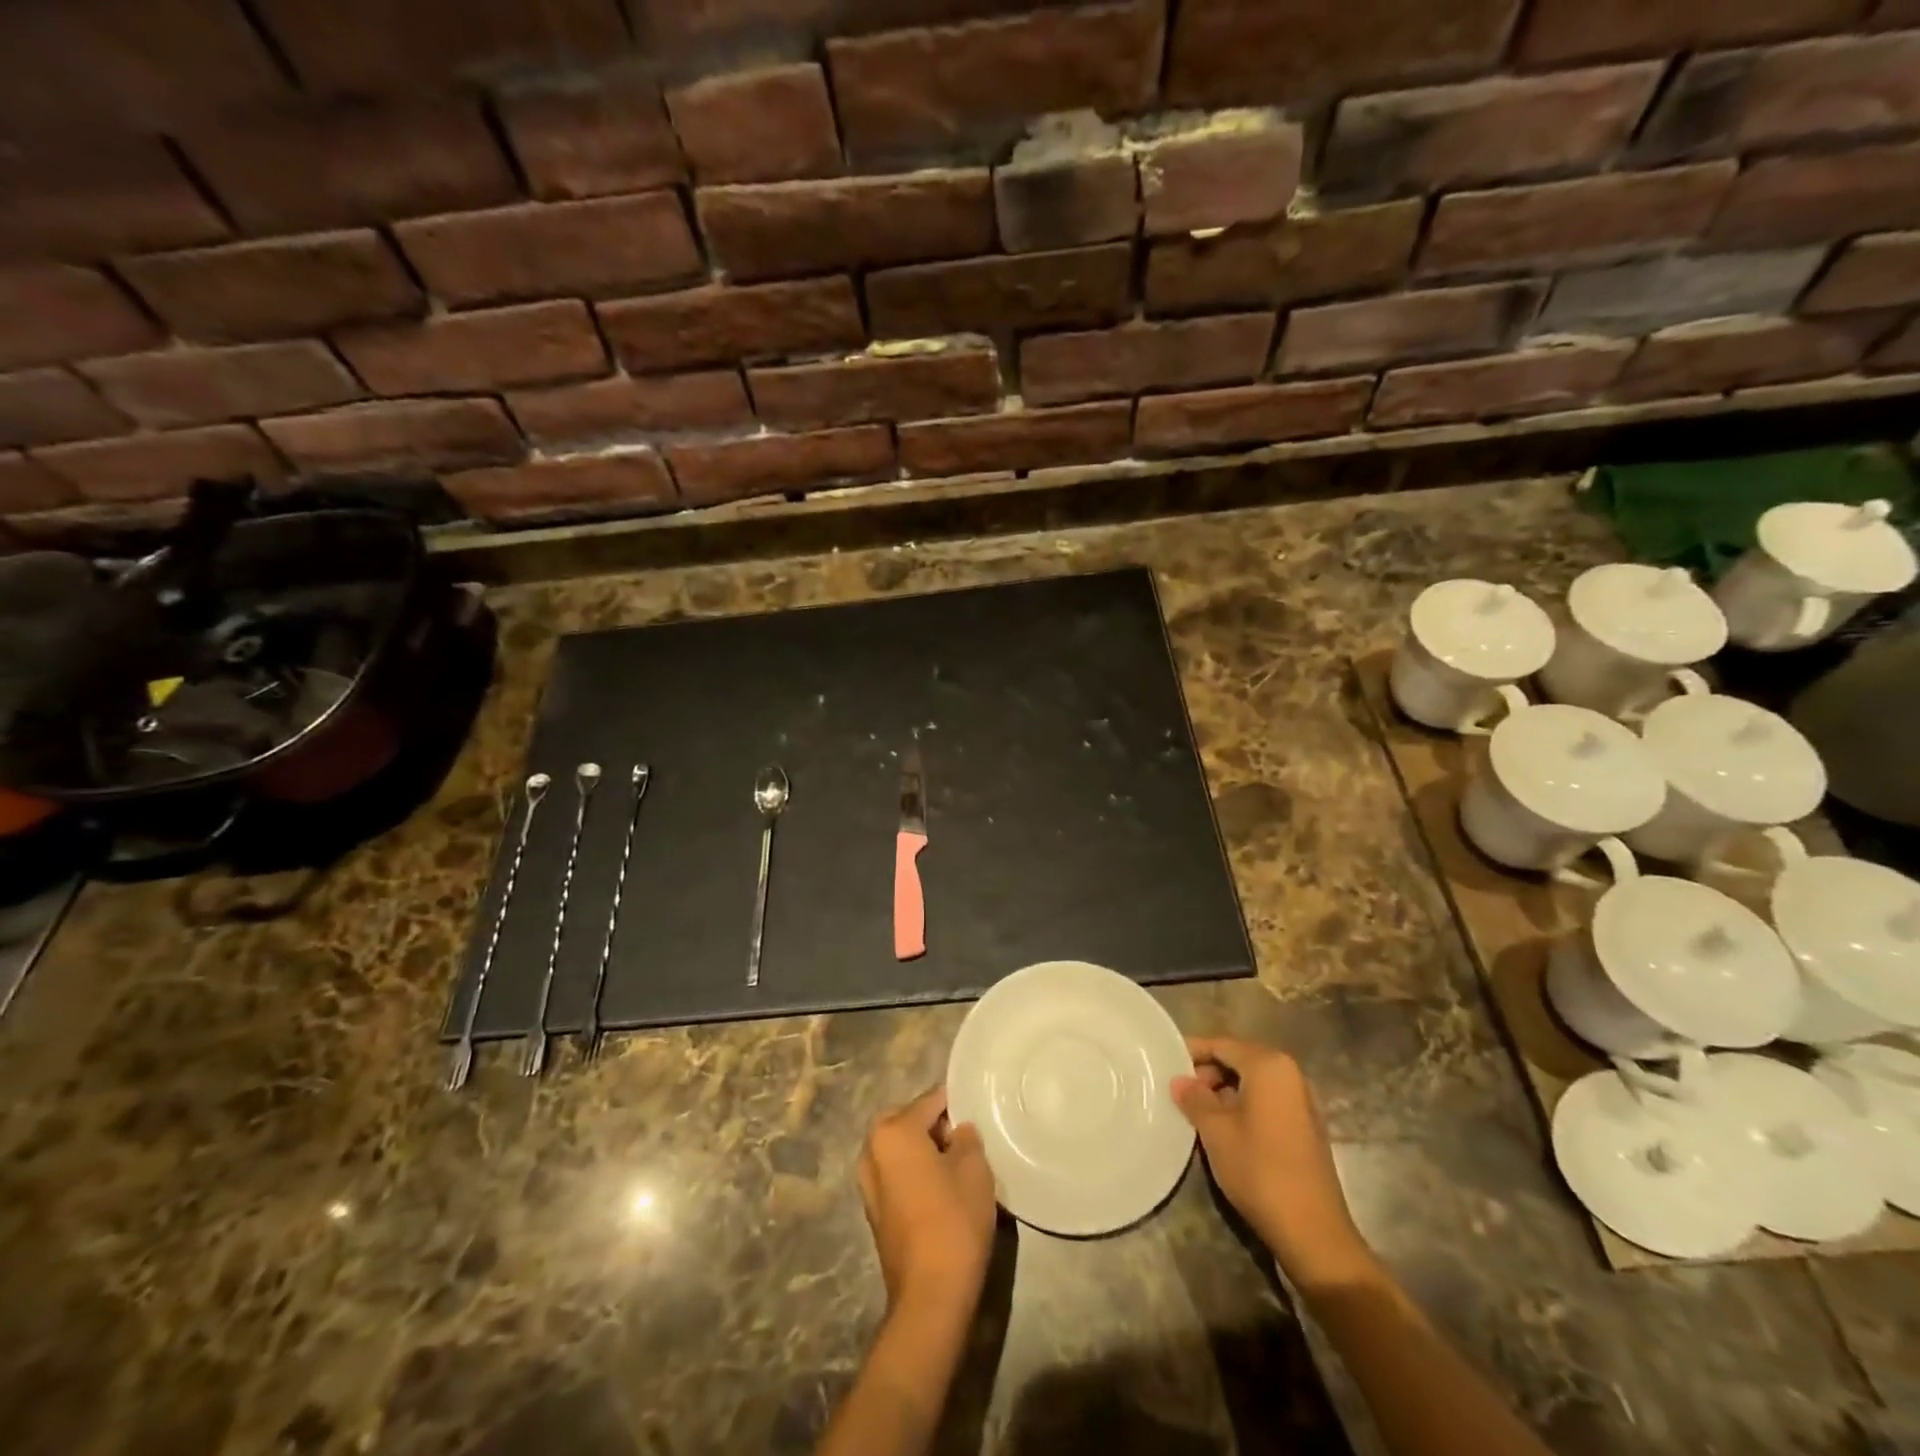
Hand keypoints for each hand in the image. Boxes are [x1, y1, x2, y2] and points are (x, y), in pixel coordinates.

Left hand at [857, 1087, 997, 1316]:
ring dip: (922, 1150)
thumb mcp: (974, 1168)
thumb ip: (966, 1138)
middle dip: (933, 1125)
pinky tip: (940, 1189)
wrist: (930, 1294)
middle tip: (965, 1139)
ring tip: (955, 1165)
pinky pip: (895, 1174)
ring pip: (899, 1149)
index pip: (930, 1101)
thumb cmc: (954, 1220)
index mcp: (893, 1131)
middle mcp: (872, 1149)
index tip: (976, 1110)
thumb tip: (958, 1131)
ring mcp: (867, 1182)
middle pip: (907, 1121)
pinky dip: (913, 1172)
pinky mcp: (873, 1210)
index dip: (955, 1103)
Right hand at [1172, 1037, 1373, 1287]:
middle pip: (1240, 1059)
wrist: (1312, 1231)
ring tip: (1197, 1111)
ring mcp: (1303, 1101)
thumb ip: (1194, 1098)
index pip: (1222, 1044)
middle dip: (1208, 1072)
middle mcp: (1291, 1074)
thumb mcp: (1215, 1131)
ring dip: (1225, 1090)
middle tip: (1180, 1091)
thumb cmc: (1259, 1169)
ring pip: (1254, 1082)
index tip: (1166, 1062)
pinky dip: (1244, 1105)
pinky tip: (1224, 1128)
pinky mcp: (1306, 1127)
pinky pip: (1268, 1101)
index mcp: (1269, 1065)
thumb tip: (1180, 1081)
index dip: (1192, 1051)